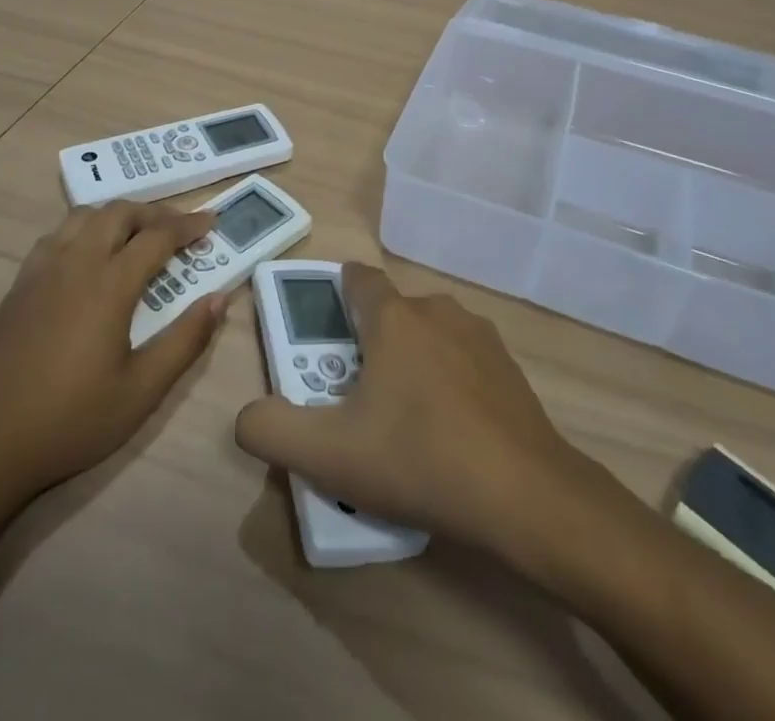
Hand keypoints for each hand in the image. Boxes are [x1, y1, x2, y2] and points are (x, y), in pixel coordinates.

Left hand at [0, 201, 227, 499]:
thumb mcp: (141, 391)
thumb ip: (186, 340)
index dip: (188, 226)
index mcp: (109, 284)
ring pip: (85, 216)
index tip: (211, 224)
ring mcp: (41, 270)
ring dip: (118, 215)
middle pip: (119, 213)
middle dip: (155, 213)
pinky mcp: (19, 285)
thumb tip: (220, 298)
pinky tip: (89, 256)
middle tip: (180, 229)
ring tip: (138, 235)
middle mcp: (76, 263)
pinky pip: (58, 235)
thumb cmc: (69, 421)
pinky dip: (85, 229)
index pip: (158, 236)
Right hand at [235, 263, 592, 557]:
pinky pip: (463, 360)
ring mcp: (480, 336)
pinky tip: (450, 433)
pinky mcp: (510, 367)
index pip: (358, 277)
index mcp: (394, 318)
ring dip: (411, 360)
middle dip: (370, 341)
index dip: (336, 292)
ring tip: (404, 421)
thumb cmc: (419, 459)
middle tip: (357, 396)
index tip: (325, 327)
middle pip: (392, 312)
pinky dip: (448, 381)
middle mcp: (437, 310)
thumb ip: (272, 429)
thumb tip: (247, 415)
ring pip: (429, 334)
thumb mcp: (328, 455)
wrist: (526, 497)